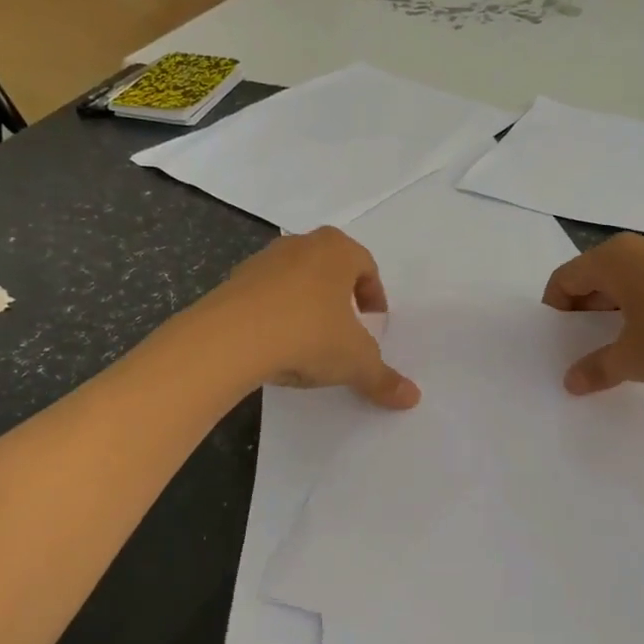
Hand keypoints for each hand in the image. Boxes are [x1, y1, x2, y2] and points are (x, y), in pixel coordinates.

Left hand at [204, 229, 420, 408]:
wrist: (230, 339)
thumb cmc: (309, 335)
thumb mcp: (355, 362)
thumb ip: (383, 378)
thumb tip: (413, 398)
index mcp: (338, 250)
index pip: (366, 266)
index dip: (374, 295)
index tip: (373, 321)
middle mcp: (301, 245)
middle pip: (330, 267)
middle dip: (341, 295)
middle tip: (346, 326)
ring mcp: (263, 260)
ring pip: (296, 279)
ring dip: (306, 303)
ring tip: (309, 338)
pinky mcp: (233, 281)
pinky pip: (265, 295)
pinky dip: (276, 313)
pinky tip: (276, 343)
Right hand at [542, 234, 643, 394]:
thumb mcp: (634, 359)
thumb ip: (597, 368)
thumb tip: (570, 381)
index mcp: (613, 260)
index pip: (564, 279)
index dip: (555, 313)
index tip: (559, 345)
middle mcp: (637, 250)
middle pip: (592, 279)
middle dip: (584, 316)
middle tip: (584, 351)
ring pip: (624, 285)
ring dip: (614, 316)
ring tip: (620, 351)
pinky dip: (641, 312)